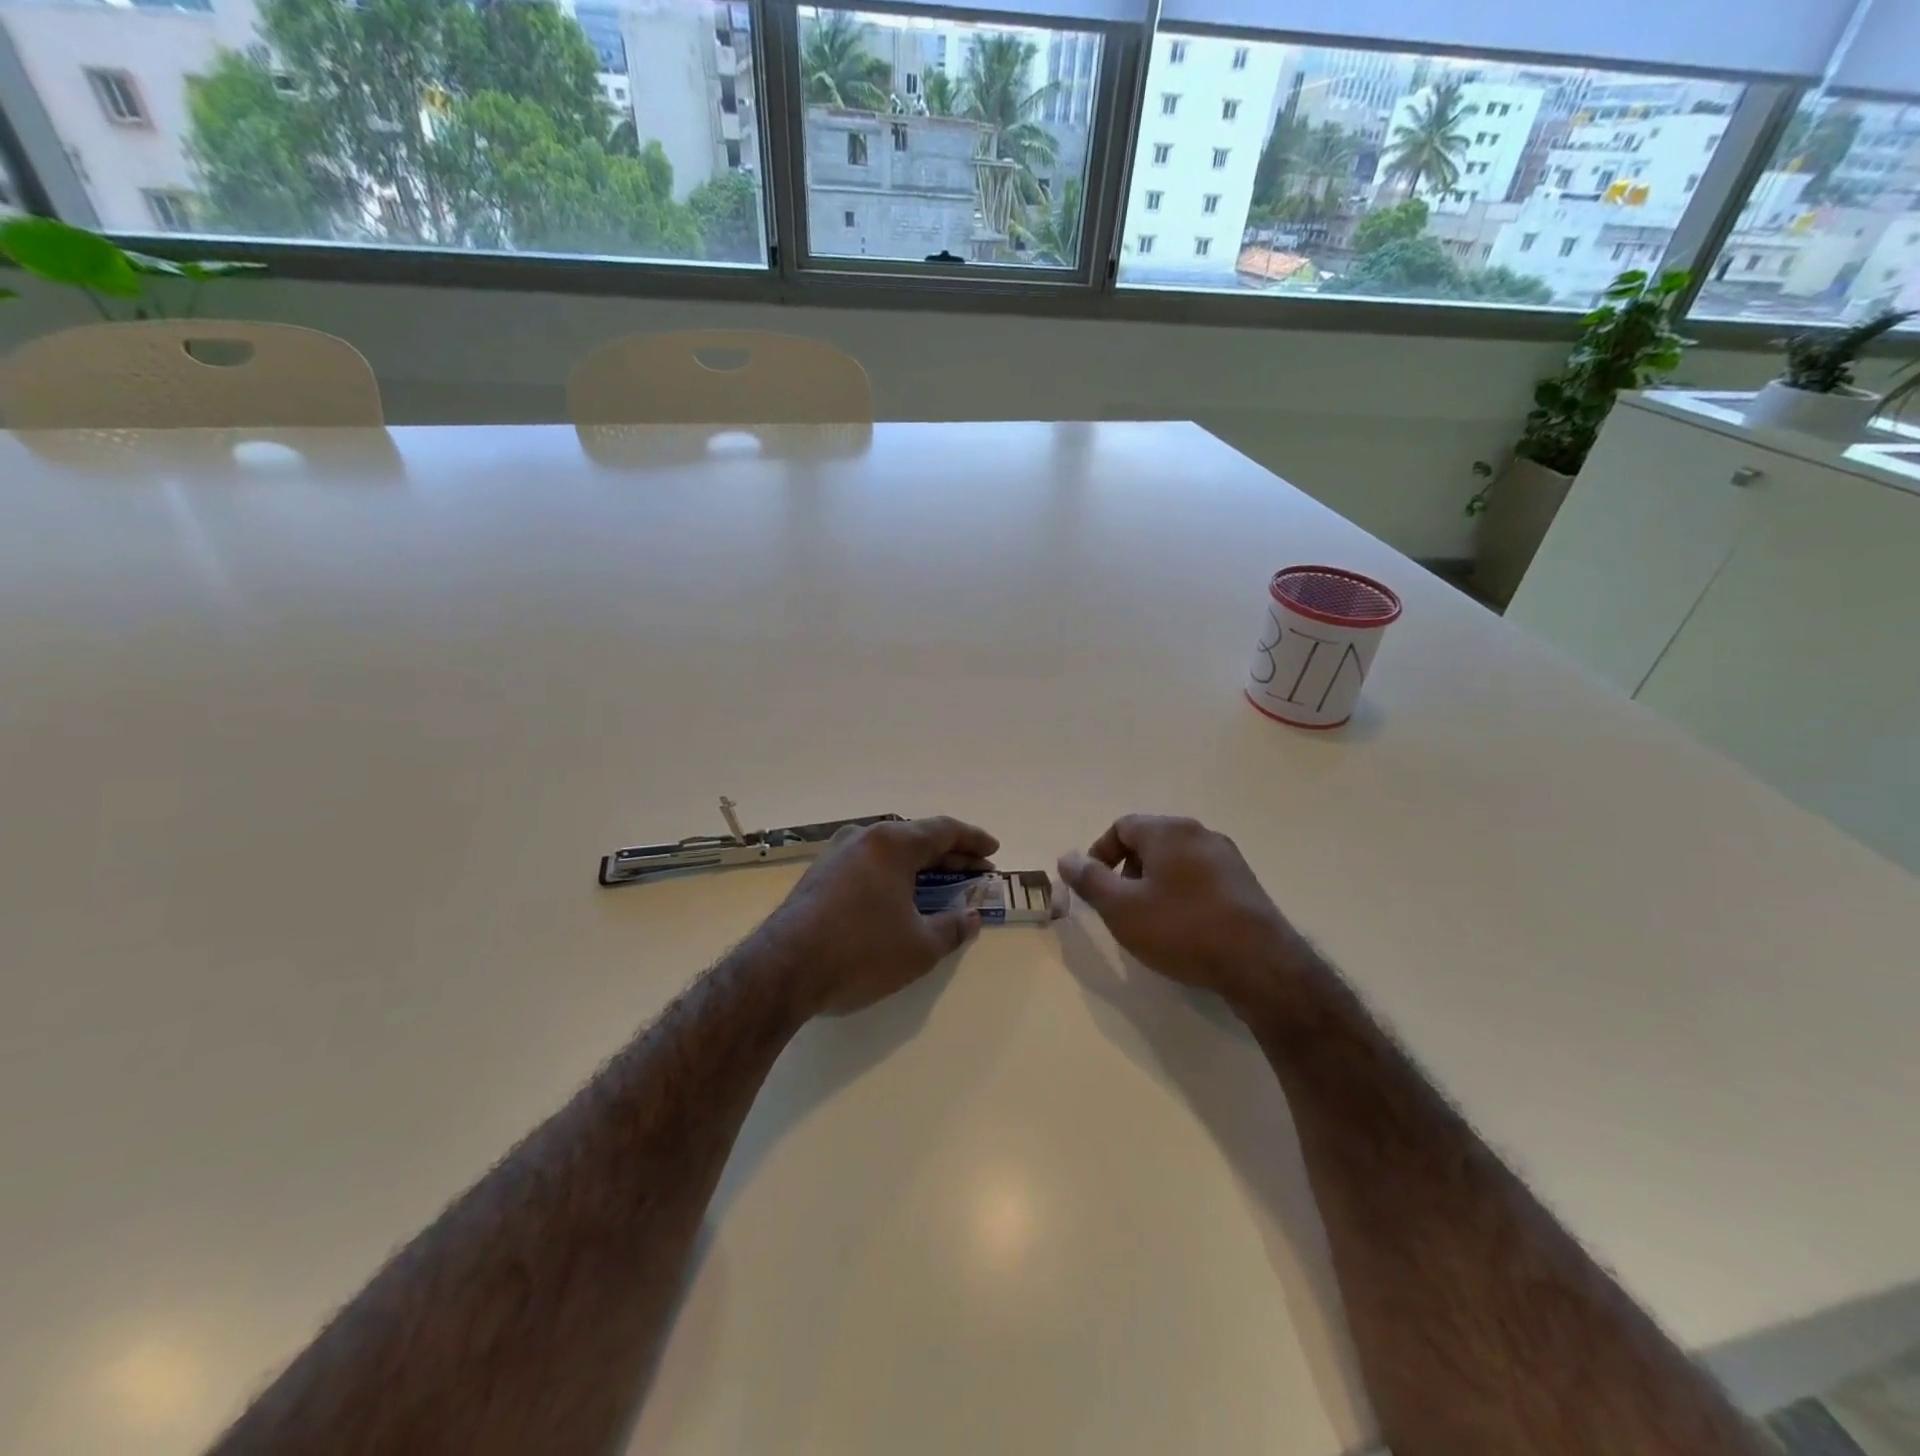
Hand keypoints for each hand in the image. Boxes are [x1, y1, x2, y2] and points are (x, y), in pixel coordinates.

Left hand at [766, 816, 999, 1017]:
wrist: (781, 971)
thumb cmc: (860, 952)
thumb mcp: (919, 947)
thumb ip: (953, 928)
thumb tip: (972, 918)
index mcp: (891, 843)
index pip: (944, 831)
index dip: (973, 841)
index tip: (993, 851)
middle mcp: (863, 838)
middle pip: (916, 839)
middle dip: (950, 857)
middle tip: (977, 873)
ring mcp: (836, 855)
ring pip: (890, 853)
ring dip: (920, 868)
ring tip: (942, 887)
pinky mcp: (818, 876)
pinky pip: (868, 866)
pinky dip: (893, 877)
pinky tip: (900, 899)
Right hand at [1057, 815, 1301, 1009]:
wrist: (1259, 964)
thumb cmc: (1181, 929)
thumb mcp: (1121, 908)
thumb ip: (1089, 879)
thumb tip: (1067, 857)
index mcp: (1168, 831)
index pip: (1122, 827)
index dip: (1099, 854)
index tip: (1093, 887)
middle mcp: (1199, 833)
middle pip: (1150, 841)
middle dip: (1127, 871)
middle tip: (1120, 907)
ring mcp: (1227, 858)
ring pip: (1176, 861)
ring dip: (1154, 884)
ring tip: (1150, 921)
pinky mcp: (1245, 884)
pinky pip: (1200, 878)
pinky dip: (1182, 894)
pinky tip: (1184, 929)